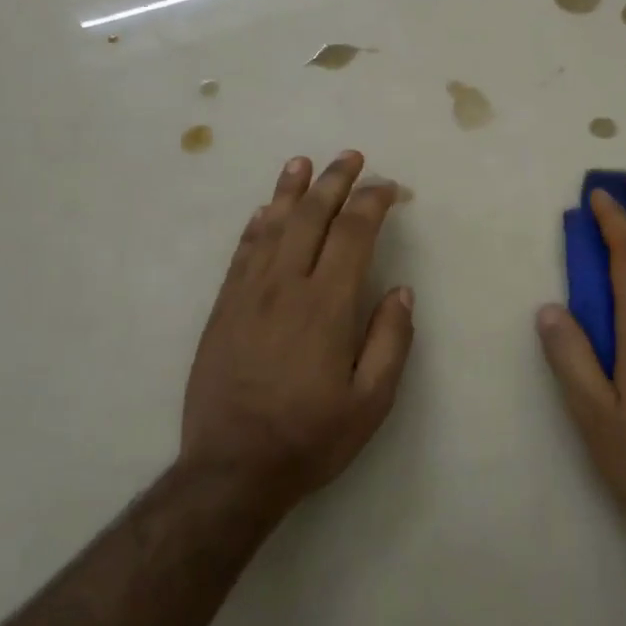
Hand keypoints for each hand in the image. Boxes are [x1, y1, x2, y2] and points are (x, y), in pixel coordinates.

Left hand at [181, 151, 414, 512]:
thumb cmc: (310, 436)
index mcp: (326, 305)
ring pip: (271, 225)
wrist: (231, 469)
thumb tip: (401, 291)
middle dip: (334, 181)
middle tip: (351, 156)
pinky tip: (263, 210)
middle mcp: (285, 286)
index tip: (390, 188)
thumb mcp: (371, 402)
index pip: (353, 233)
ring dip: (290, 190)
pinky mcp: (223, 307)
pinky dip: (256, 224)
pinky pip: (242, 252)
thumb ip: (391, 340)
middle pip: (311, 216)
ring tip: (303, 162)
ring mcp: (248, 293)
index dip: (373, 203)